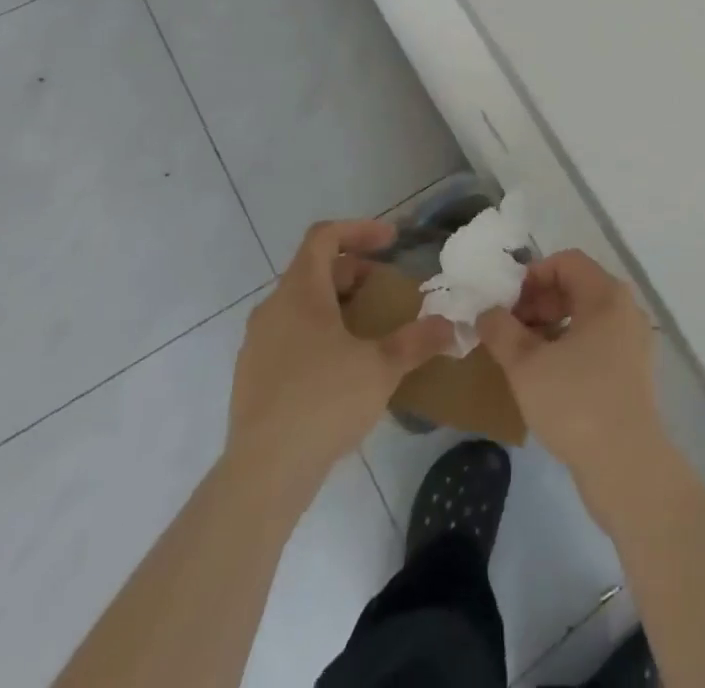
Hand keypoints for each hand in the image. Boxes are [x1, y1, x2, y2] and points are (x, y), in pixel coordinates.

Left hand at [227, 219, 452, 495]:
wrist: (263, 476)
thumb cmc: (323, 403)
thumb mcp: (382, 367)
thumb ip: (418, 340)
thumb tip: (452, 326)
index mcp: (300, 293)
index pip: (324, 236)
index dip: (360, 229)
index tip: (392, 241)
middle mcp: (272, 309)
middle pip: (315, 270)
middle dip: (355, 273)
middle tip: (387, 291)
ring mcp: (257, 345)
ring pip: (301, 306)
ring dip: (337, 305)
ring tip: (369, 330)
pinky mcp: (252, 378)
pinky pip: (289, 337)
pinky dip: (319, 334)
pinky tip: (342, 369)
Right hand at [476, 251, 662, 498]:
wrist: (627, 467)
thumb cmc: (575, 403)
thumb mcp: (526, 365)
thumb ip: (501, 331)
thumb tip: (487, 313)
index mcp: (606, 295)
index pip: (565, 262)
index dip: (531, 276)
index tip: (506, 305)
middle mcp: (625, 309)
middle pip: (576, 285)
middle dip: (538, 302)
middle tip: (509, 331)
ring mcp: (633, 340)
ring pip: (585, 315)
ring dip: (551, 325)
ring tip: (522, 354)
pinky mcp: (632, 369)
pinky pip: (597, 340)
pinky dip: (569, 345)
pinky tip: (547, 375)